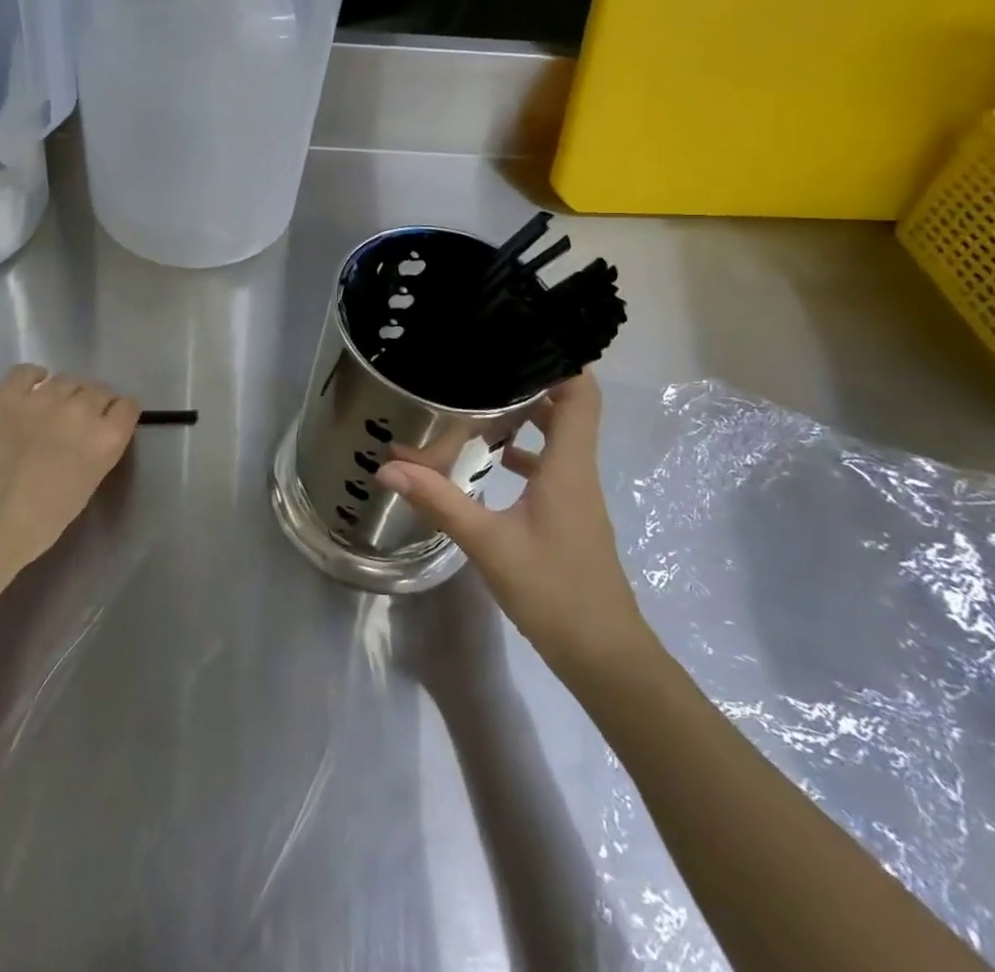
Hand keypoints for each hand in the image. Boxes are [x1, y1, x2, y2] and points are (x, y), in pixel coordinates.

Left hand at [0, 364, 139, 573]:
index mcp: (106, 438)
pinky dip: (32, 377)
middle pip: (98, 389)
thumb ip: (96, 452)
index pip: (127, 406)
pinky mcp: (7, 395)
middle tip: (76, 420)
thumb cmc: (41, 521)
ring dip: (65, 392)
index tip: (108, 423)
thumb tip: (88, 436)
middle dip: (92, 402)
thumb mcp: (87, 486)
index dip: (117, 414)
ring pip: (67, 378)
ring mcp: (43, 398)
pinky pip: (26, 371)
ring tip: (51, 408)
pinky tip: (29, 389)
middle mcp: (81, 410)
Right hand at [375, 374, 655, 679]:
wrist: (605, 658)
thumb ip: (439, 501)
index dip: (564, 361)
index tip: (525, 336)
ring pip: (556, 441)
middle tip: (487, 364)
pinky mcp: (566, 518)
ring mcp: (575, 497)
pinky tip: (486, 461)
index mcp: (569, 467)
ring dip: (526, 418)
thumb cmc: (555, 592)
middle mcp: (578, 473)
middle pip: (567, 410)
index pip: (582, 396)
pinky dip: (522, 455)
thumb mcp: (489, 543)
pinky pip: (548, 469)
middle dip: (533, 383)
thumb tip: (388, 468)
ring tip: (478, 402)